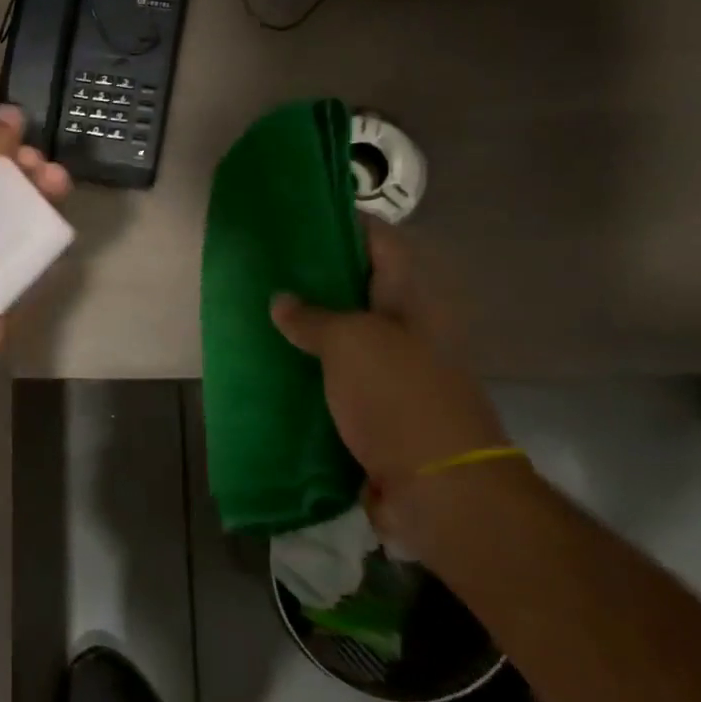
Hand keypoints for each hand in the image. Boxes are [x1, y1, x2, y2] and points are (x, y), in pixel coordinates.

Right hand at [269, 221, 511, 521]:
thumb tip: (282, 300)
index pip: (382, 242)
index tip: (303, 212)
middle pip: (361, 287)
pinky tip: (274, 363)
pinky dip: (310, 367)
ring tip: (262, 308)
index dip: (347, 222)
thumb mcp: (351, 343)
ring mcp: (394, 369)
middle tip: (269, 262)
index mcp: (413, 300)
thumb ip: (312, 317)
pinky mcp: (378, 407)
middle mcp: (408, 328)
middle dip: (318, 274)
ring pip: (346, 333)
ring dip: (310, 324)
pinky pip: (338, 375)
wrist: (439, 488)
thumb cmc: (399, 397)